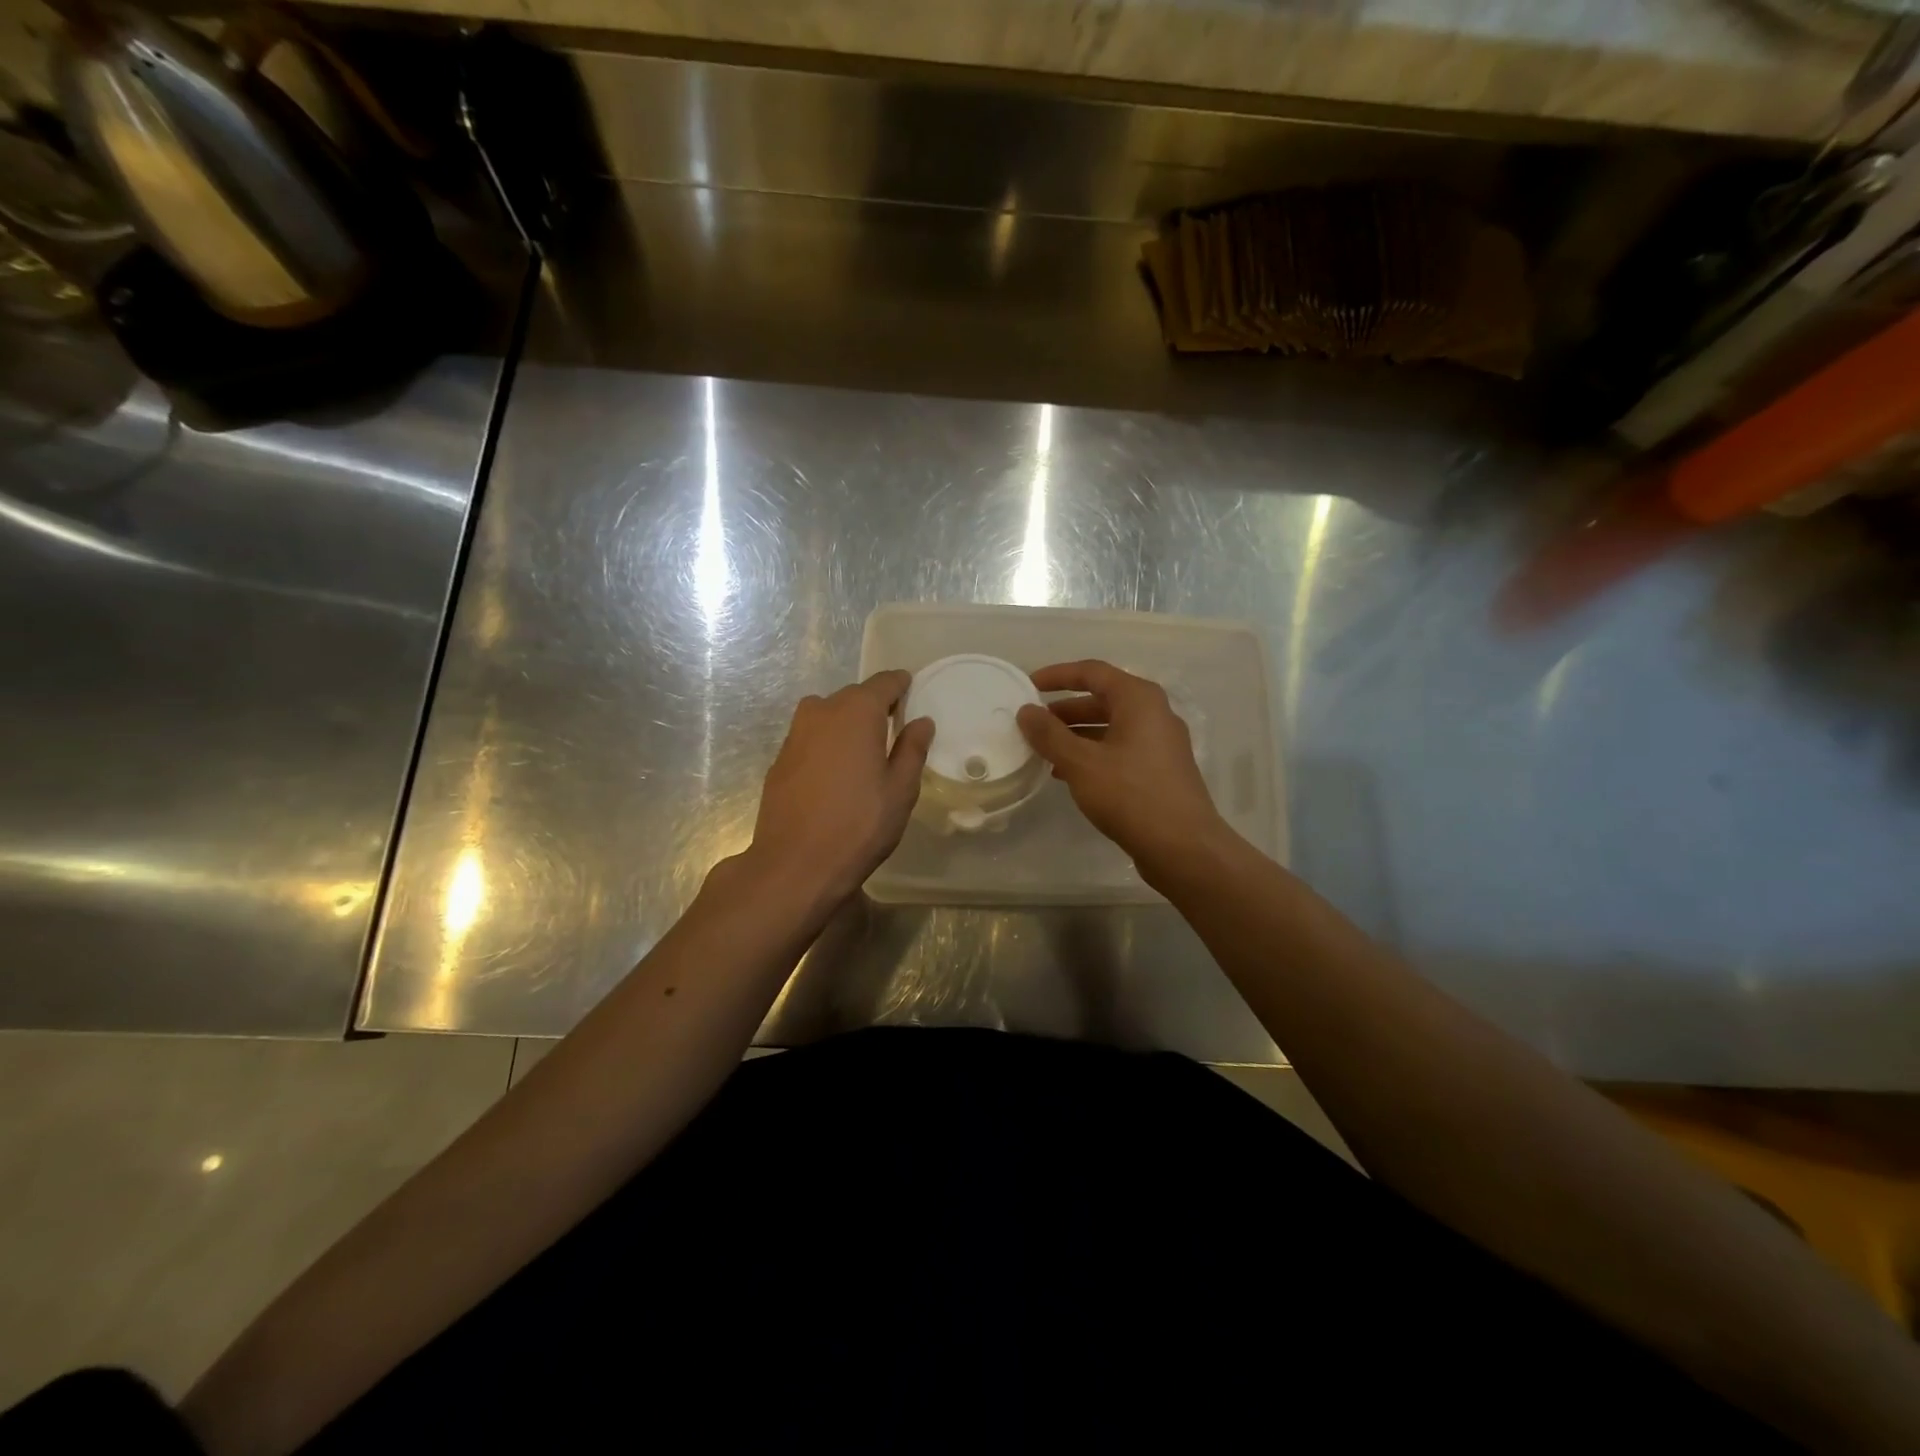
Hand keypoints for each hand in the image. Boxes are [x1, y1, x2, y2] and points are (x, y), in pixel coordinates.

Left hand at [743, 670, 933, 905]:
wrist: (794, 864)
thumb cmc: (859, 825)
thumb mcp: (900, 790)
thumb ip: (912, 749)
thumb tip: (921, 721)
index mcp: (856, 712)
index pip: (884, 682)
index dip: (900, 686)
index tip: (912, 694)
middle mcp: (821, 711)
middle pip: (853, 697)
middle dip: (874, 707)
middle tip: (894, 731)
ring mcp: (795, 734)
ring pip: (828, 715)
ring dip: (848, 725)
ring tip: (864, 754)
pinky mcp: (780, 759)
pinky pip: (811, 738)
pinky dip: (827, 744)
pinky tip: (836, 775)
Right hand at [1016, 659, 1231, 880]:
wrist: (1183, 848)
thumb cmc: (1131, 795)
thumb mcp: (1081, 763)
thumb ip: (1050, 735)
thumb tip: (1026, 711)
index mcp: (1139, 700)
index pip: (1092, 672)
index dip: (1058, 676)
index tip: (1028, 685)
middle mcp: (1154, 714)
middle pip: (1102, 699)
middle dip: (1064, 710)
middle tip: (1032, 723)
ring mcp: (1160, 744)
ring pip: (1110, 727)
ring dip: (1076, 735)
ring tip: (1043, 751)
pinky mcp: (1160, 771)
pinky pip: (1120, 750)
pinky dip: (1092, 755)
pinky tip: (1067, 775)